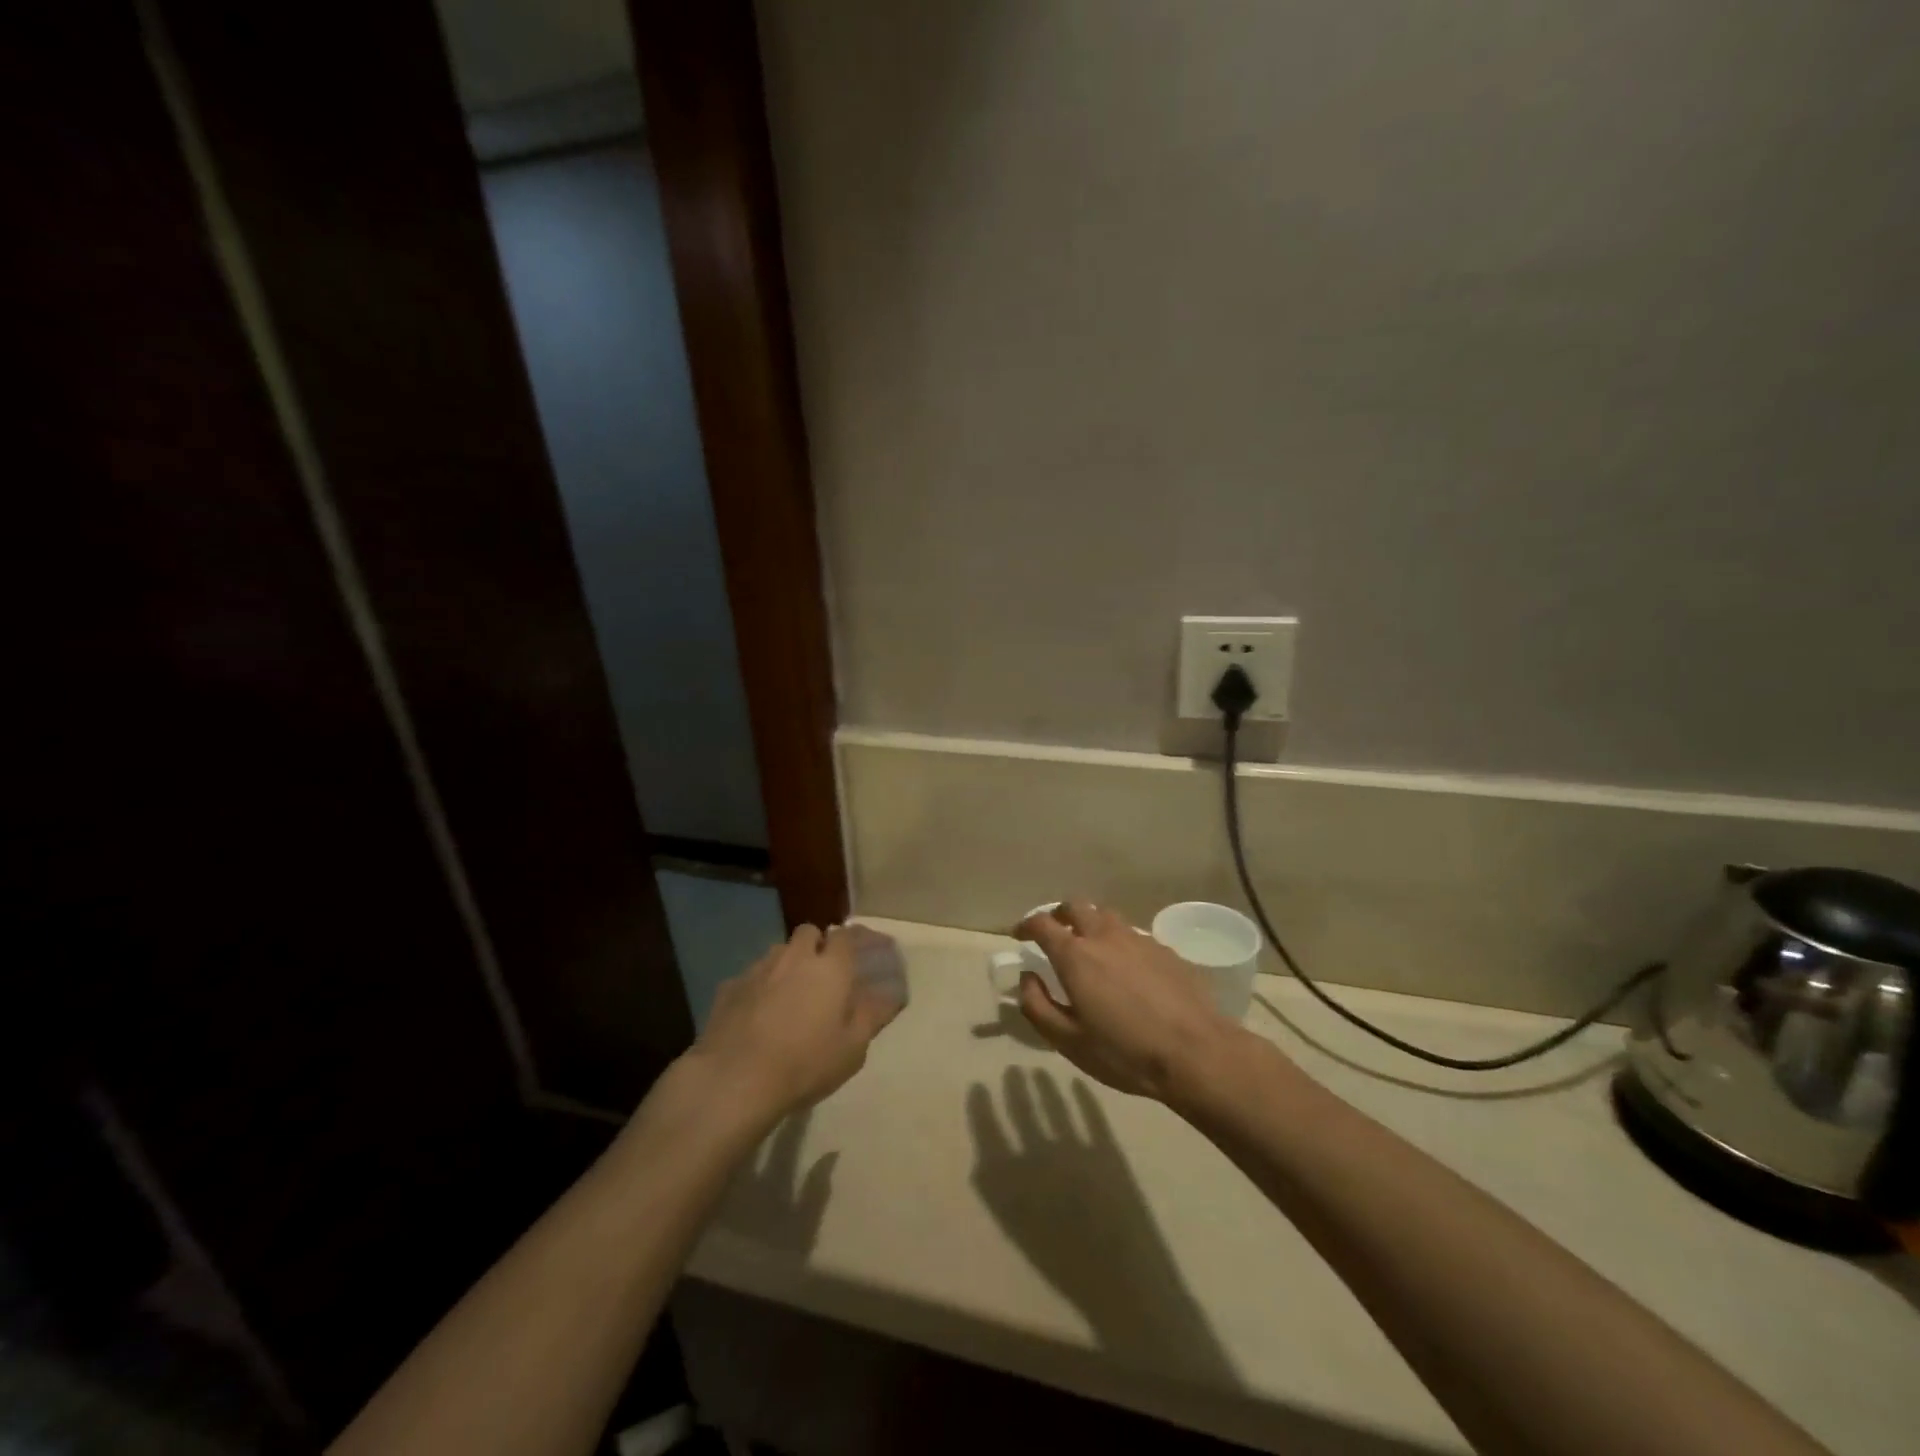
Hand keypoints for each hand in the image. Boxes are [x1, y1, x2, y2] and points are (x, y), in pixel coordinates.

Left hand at [687, 925, 902, 1123]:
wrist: (734, 1079)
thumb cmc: (805, 1063)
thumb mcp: (852, 1049)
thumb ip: (872, 1016)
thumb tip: (892, 995)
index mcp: (830, 967)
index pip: (846, 935)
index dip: (854, 941)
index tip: (861, 955)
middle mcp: (795, 957)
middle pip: (809, 932)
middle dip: (818, 944)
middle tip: (823, 974)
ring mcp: (758, 969)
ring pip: (778, 952)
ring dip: (788, 963)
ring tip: (790, 993)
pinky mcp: (729, 987)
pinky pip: (751, 976)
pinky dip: (759, 987)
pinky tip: (757, 1013)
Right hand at [1016, 901, 1246, 1103]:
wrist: (1196, 1054)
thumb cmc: (1124, 1052)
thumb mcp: (1068, 1041)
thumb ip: (1037, 1006)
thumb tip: (1027, 977)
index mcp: (1075, 955)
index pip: (1042, 924)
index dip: (1026, 926)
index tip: (1019, 935)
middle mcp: (1104, 935)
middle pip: (1075, 905)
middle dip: (1059, 914)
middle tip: (1054, 933)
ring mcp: (1138, 939)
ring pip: (1107, 915)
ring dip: (1091, 923)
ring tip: (1091, 947)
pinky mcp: (1165, 950)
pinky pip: (1134, 935)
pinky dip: (1120, 942)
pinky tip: (1128, 969)